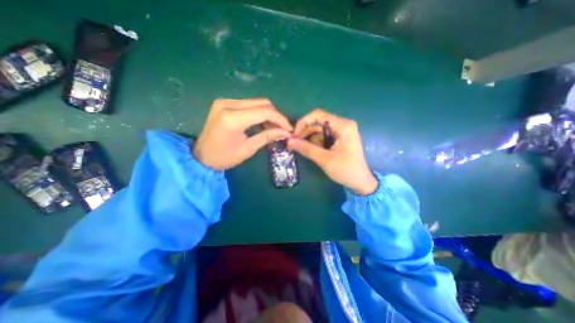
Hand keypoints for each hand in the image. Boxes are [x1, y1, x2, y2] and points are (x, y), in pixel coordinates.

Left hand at [192, 98, 291, 170]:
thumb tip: (286, 132)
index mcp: (233, 118)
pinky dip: (258, 113)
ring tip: (272, 128)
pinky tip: (261, 123)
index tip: (289, 129)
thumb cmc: (224, 157)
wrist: (201, 157)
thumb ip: (267, 136)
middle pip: (262, 103)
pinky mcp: (224, 103)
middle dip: (275, 116)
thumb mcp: (248, 149)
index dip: (280, 119)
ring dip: (268, 114)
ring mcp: (225, 101)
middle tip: (282, 129)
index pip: (265, 112)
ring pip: (256, 102)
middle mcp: (228, 104)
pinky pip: (248, 104)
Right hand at [288, 109, 378, 195]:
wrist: (360, 182)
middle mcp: (342, 125)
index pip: (318, 115)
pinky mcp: (339, 139)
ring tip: (299, 149)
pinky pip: (322, 137)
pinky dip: (314, 143)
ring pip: (318, 131)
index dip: (303, 122)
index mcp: (343, 126)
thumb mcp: (325, 159)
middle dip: (304, 133)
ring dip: (308, 139)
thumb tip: (289, 141)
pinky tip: (309, 150)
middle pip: (317, 123)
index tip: (294, 135)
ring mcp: (341, 132)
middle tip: (293, 144)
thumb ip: (306, 149)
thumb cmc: (346, 170)